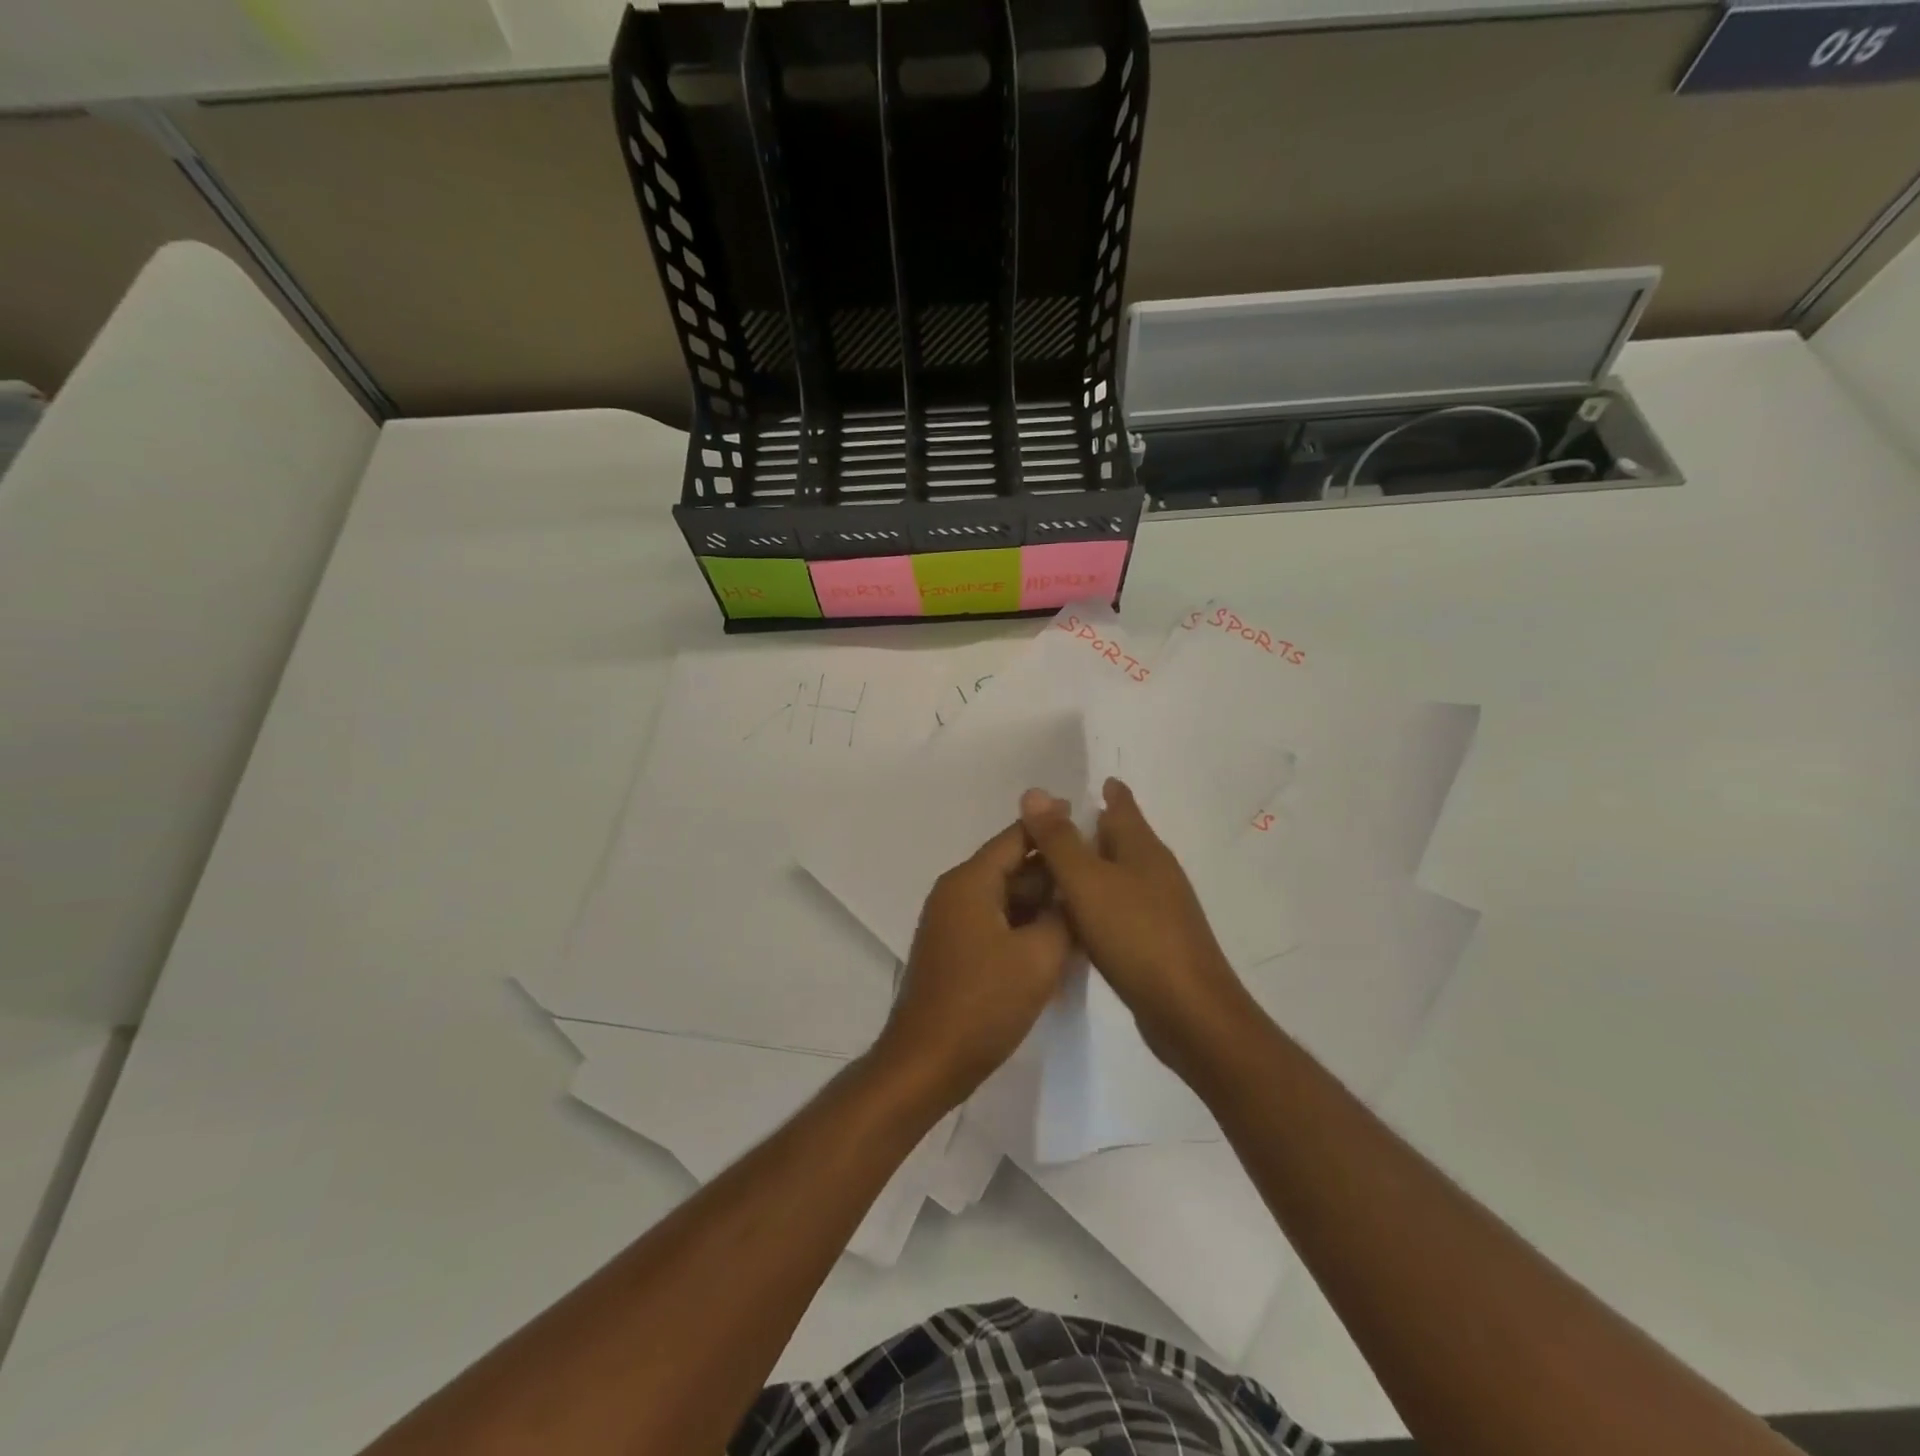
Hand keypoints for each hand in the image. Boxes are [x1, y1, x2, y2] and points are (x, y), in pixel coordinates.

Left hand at [874, 821, 1073, 1107]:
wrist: (928, 1062)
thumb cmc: (984, 1003)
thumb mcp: (1039, 957)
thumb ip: (1063, 917)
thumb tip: (1073, 895)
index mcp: (970, 882)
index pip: (1015, 838)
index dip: (1050, 826)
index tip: (1086, 817)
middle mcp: (957, 893)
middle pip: (1011, 867)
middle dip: (1053, 871)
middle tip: (1099, 871)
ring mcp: (953, 924)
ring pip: (1006, 899)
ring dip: (1043, 902)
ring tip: (1088, 905)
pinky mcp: (956, 951)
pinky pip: (997, 923)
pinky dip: (1026, 926)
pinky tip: (1060, 940)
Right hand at [1020, 779, 1254, 1080]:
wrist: (1188, 1011)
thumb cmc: (1136, 936)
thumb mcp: (1086, 882)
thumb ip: (1058, 840)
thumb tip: (1035, 791)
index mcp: (1143, 849)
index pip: (1123, 807)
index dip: (1108, 793)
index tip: (1089, 784)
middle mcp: (1156, 871)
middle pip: (1123, 839)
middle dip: (1095, 829)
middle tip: (1052, 830)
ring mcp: (1161, 908)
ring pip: (1122, 874)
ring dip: (1095, 868)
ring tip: (1057, 870)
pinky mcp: (1157, 941)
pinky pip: (1122, 907)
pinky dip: (1100, 901)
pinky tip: (1079, 917)